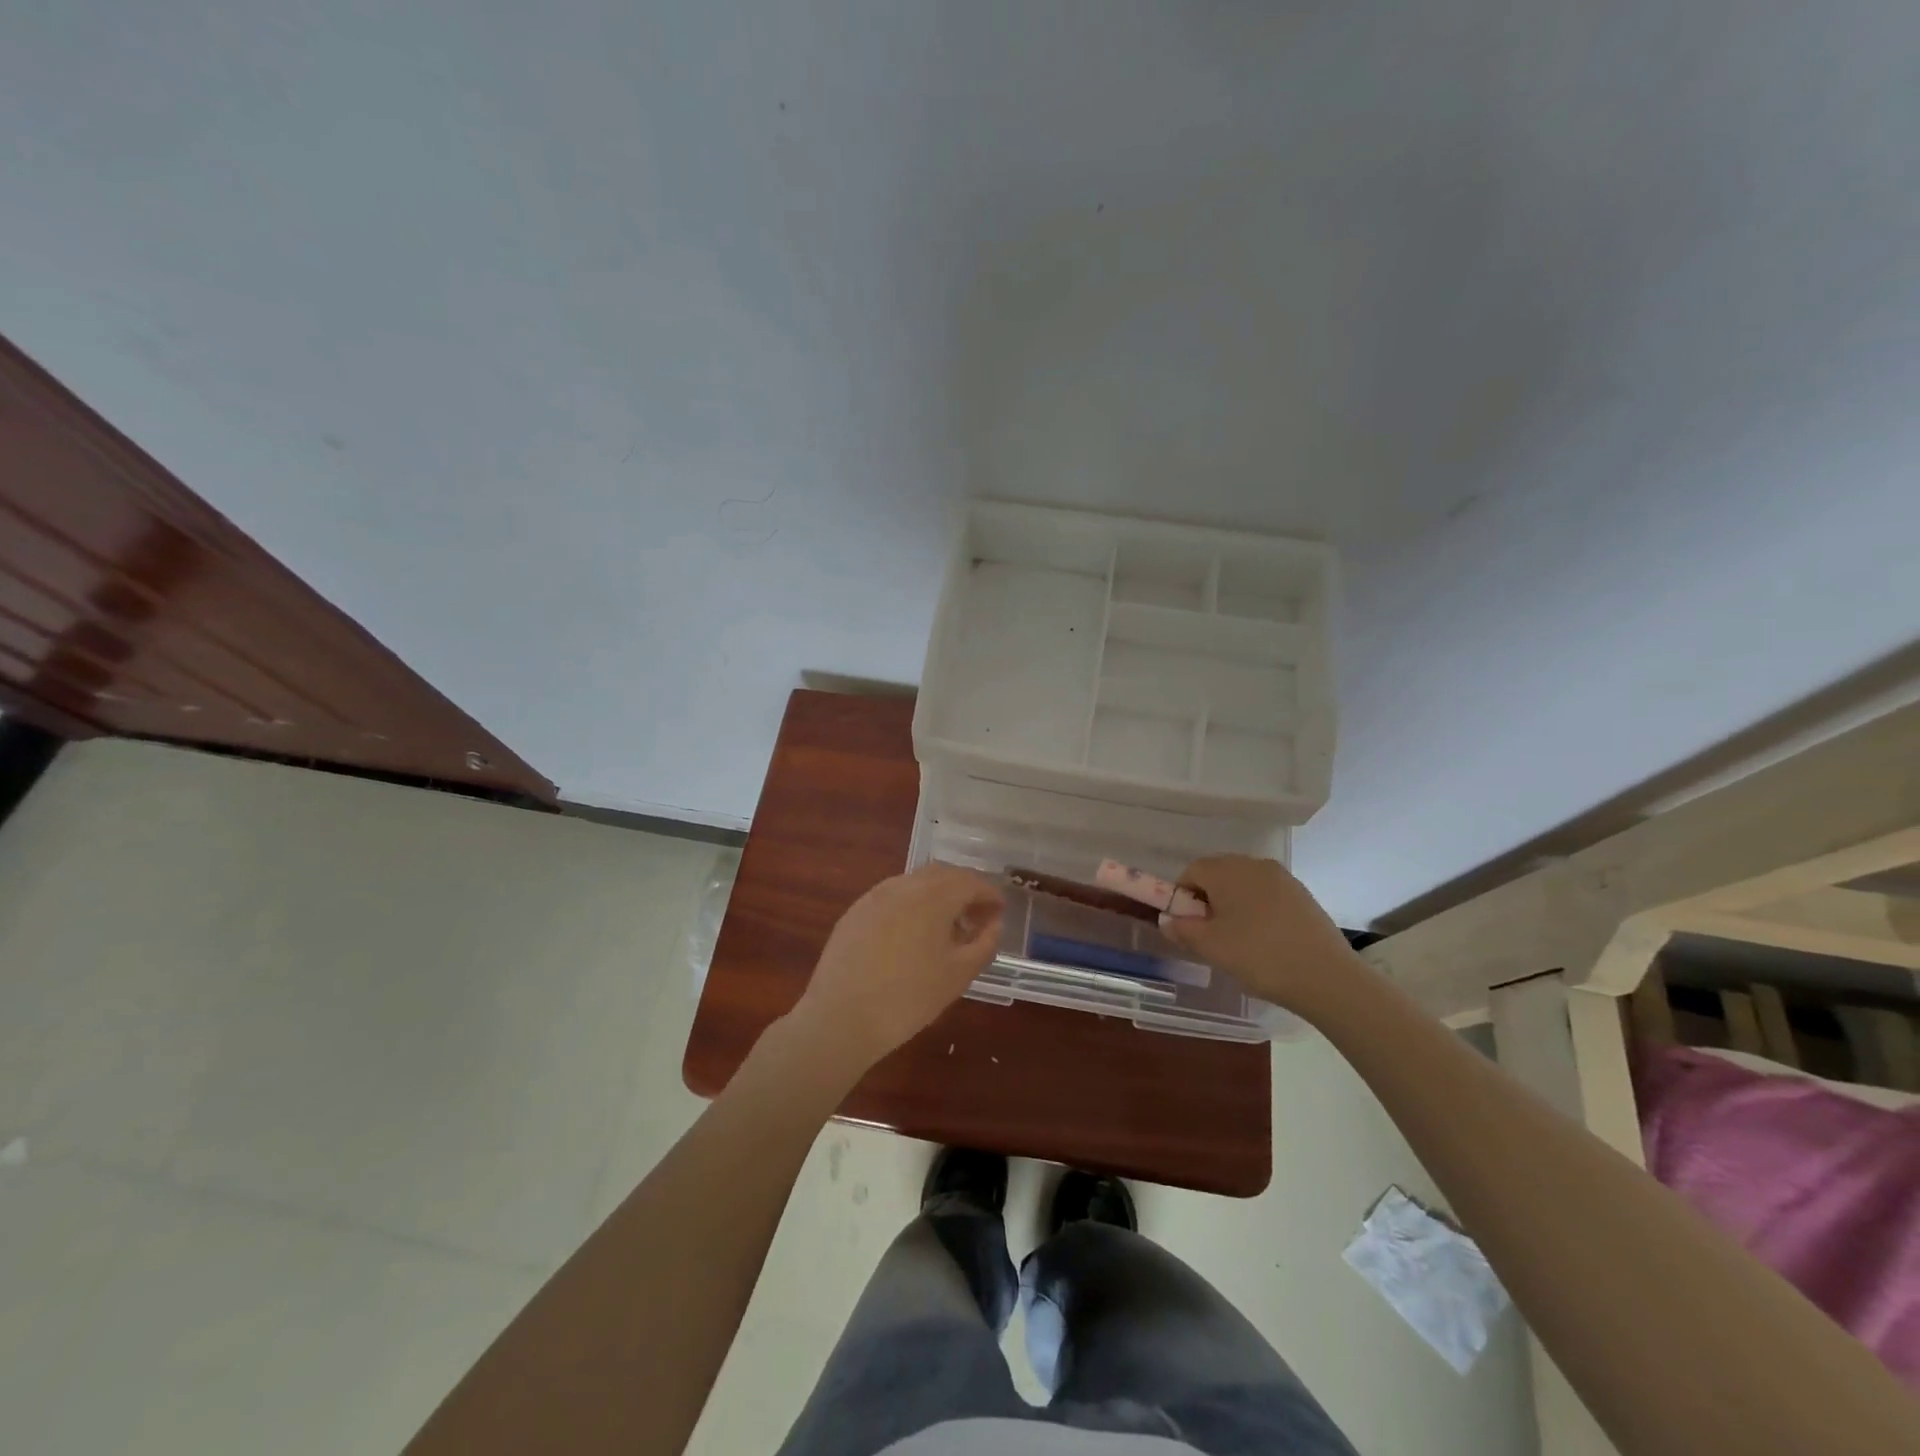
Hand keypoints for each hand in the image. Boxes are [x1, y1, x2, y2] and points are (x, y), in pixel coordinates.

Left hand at [789, 865, 1004, 1069]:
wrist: (841, 1017)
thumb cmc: (909, 997)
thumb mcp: (959, 974)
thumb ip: (984, 943)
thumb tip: (993, 923)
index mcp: (934, 895)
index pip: (971, 882)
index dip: (990, 894)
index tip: (1000, 912)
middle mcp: (904, 884)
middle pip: (943, 875)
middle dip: (964, 890)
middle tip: (977, 917)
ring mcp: (875, 895)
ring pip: (916, 883)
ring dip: (937, 895)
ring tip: (946, 928)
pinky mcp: (855, 911)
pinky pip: (893, 897)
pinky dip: (912, 905)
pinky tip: (912, 935)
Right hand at [1158, 855, 1361, 1014]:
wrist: (1326, 976)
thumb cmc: (1259, 956)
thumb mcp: (1211, 947)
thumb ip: (1182, 929)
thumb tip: (1167, 920)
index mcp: (1227, 870)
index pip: (1191, 871)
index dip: (1182, 897)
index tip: (1188, 926)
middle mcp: (1254, 864)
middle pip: (1218, 874)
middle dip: (1208, 900)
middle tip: (1211, 934)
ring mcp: (1282, 877)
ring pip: (1244, 885)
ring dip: (1233, 905)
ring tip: (1239, 941)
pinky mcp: (1302, 894)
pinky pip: (1267, 895)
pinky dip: (1258, 911)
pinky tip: (1265, 940)